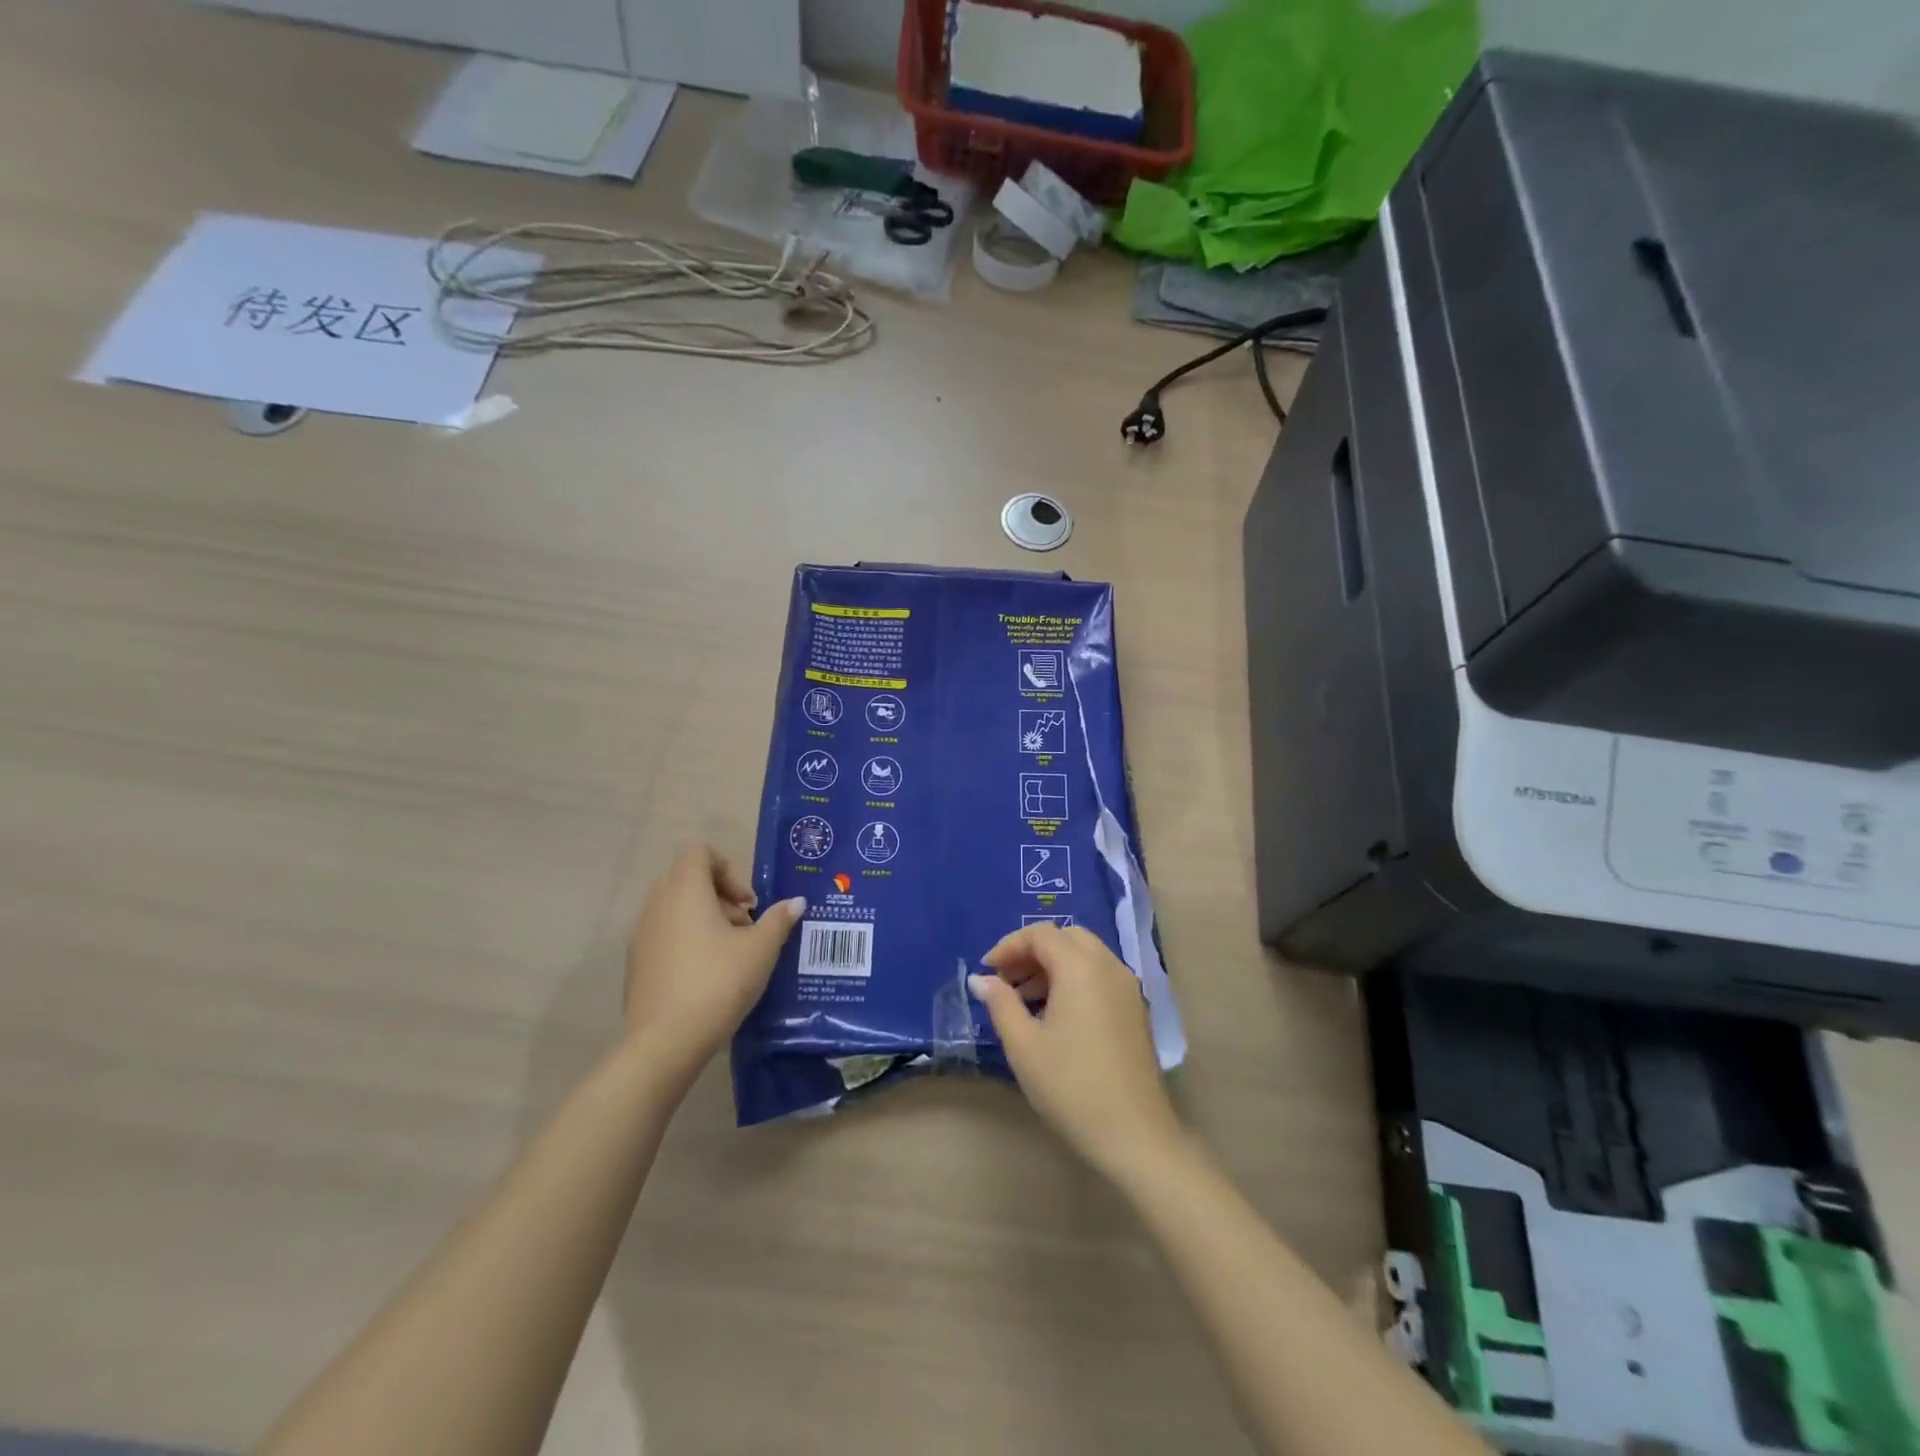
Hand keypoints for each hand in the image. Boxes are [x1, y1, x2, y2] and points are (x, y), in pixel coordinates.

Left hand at [625, 845, 803, 1073]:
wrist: (664, 1043)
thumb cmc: (717, 983)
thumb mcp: (760, 950)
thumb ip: (778, 920)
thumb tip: (796, 902)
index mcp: (684, 891)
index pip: (699, 852)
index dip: (728, 869)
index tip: (748, 902)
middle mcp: (656, 904)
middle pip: (687, 878)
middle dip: (720, 895)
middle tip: (745, 925)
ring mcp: (640, 934)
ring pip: (675, 907)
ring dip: (705, 918)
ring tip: (730, 952)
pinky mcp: (635, 963)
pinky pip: (664, 934)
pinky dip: (686, 940)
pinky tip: (708, 974)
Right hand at [968, 923, 1182, 1177]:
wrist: (1134, 1134)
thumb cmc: (1071, 1086)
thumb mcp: (1024, 1045)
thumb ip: (1000, 1003)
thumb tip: (980, 979)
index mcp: (1080, 967)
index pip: (1040, 934)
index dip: (1009, 946)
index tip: (986, 972)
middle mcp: (1108, 966)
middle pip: (1066, 937)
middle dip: (1032, 951)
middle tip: (1006, 980)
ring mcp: (1127, 987)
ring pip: (1085, 954)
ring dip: (1053, 965)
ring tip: (1025, 1000)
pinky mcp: (1135, 1008)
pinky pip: (1100, 975)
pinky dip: (1074, 978)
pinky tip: (1056, 1014)